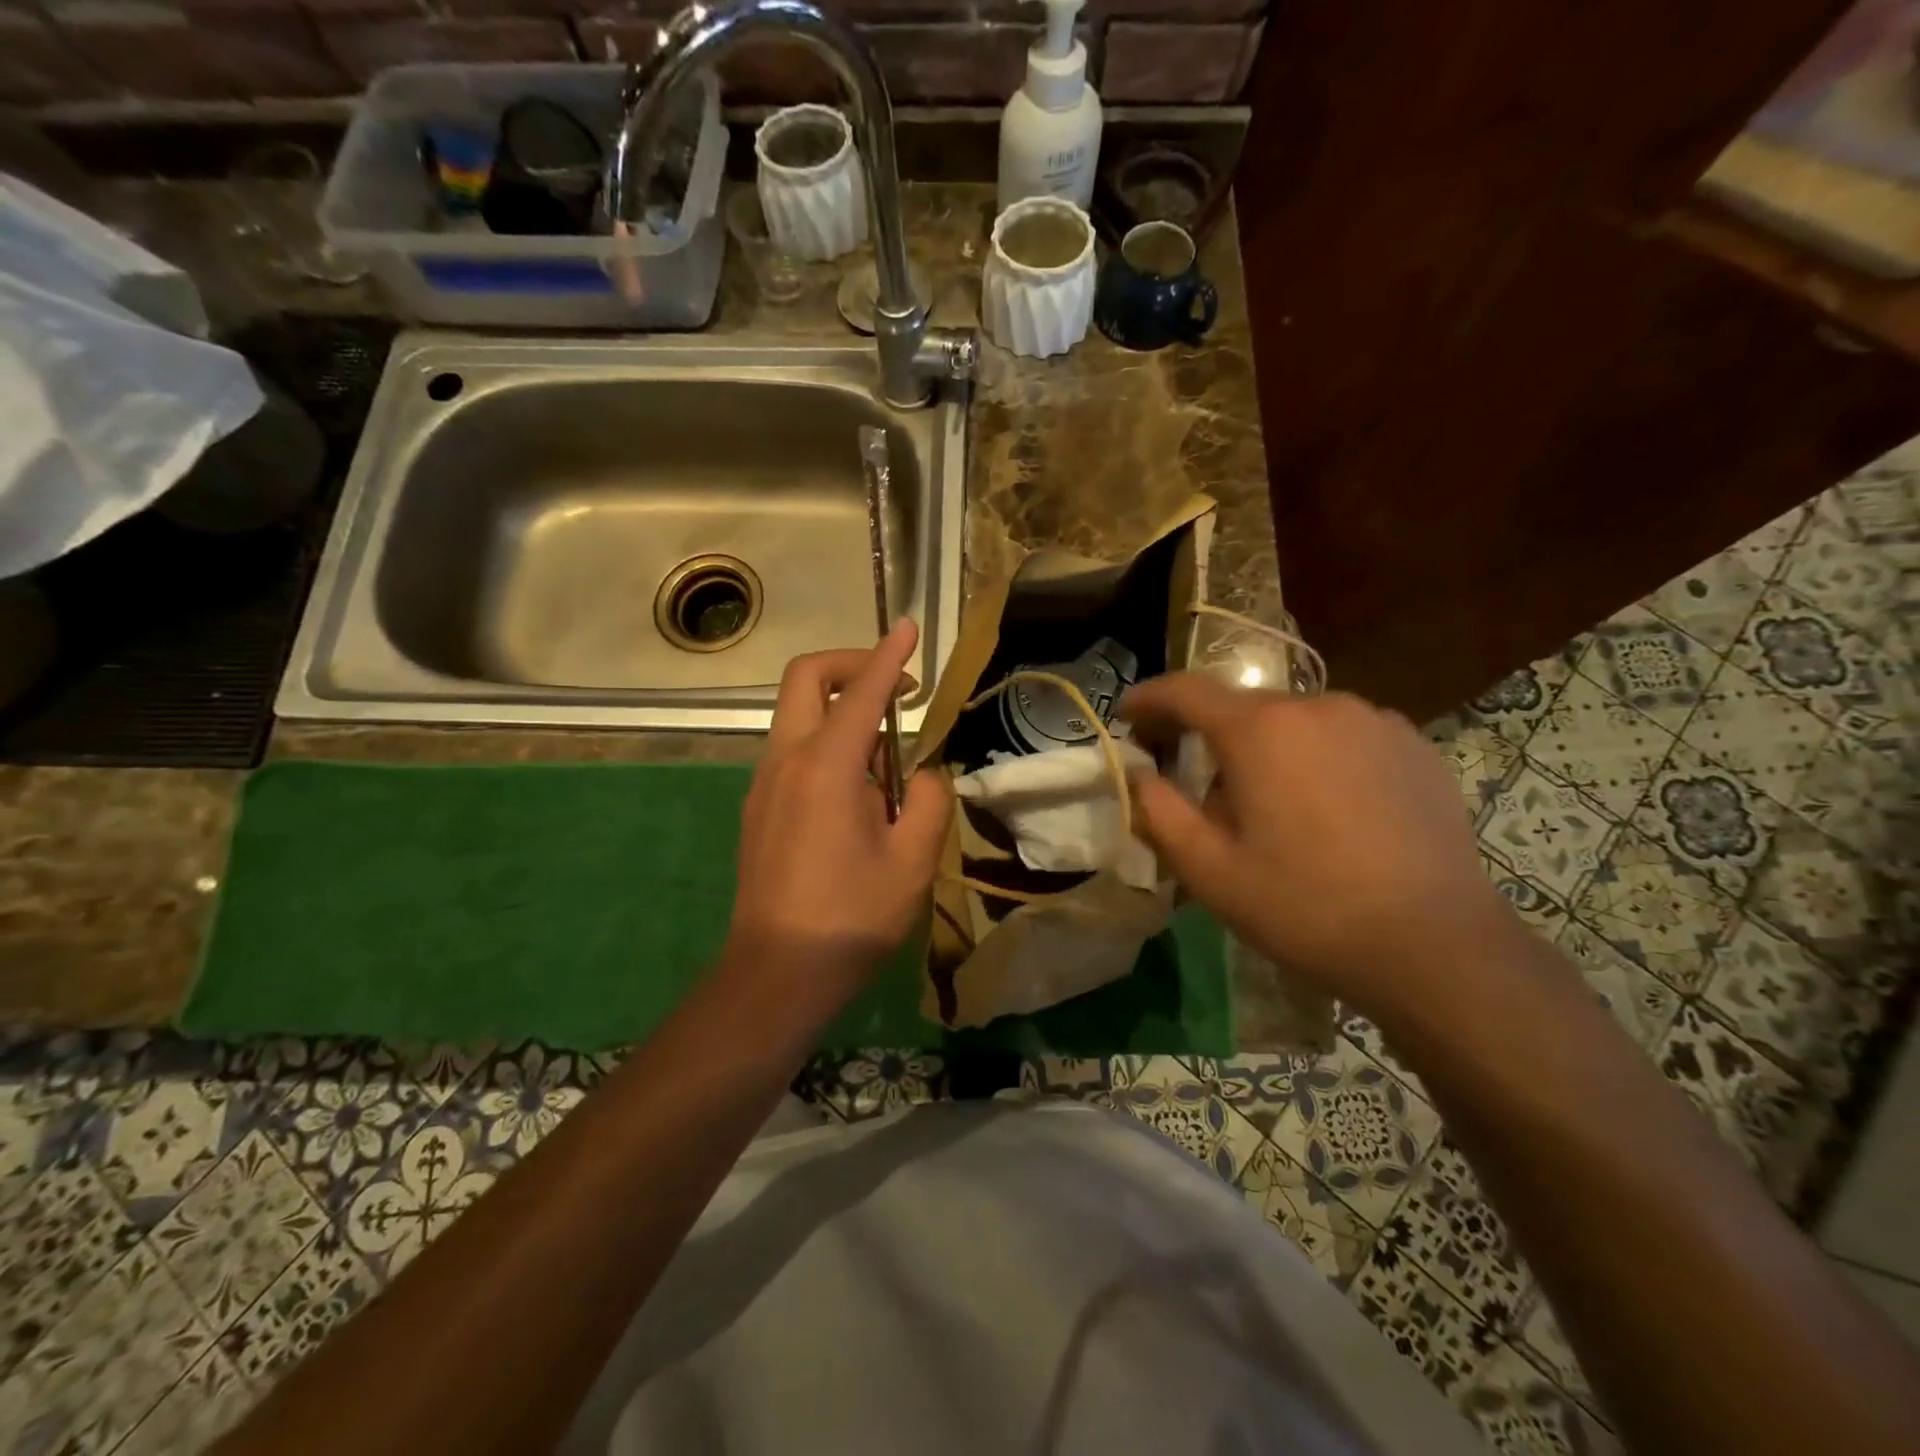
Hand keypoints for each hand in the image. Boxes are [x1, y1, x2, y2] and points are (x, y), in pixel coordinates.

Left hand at [723, 619, 952, 1016]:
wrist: (778, 972)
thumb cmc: (852, 916)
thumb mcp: (913, 859)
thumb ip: (928, 801)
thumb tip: (921, 777)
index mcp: (826, 765)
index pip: (862, 690)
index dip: (889, 654)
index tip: (908, 627)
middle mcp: (786, 760)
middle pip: (806, 679)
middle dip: (850, 663)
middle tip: (895, 686)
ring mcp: (764, 783)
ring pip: (797, 714)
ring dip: (840, 708)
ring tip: (887, 753)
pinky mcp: (758, 807)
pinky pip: (793, 750)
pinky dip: (826, 740)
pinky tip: (856, 789)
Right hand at [1119, 677, 1514, 1025]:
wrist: (1436, 945)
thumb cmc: (1305, 907)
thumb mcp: (1209, 871)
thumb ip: (1159, 812)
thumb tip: (1140, 774)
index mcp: (1259, 730)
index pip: (1186, 691)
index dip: (1149, 698)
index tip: (1127, 714)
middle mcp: (1316, 705)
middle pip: (1242, 707)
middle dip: (1208, 734)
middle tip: (1192, 781)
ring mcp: (1373, 720)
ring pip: (1294, 722)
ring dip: (1266, 749)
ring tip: (1268, 806)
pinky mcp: (1413, 744)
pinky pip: (1342, 736)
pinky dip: (1316, 757)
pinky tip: (1328, 808)